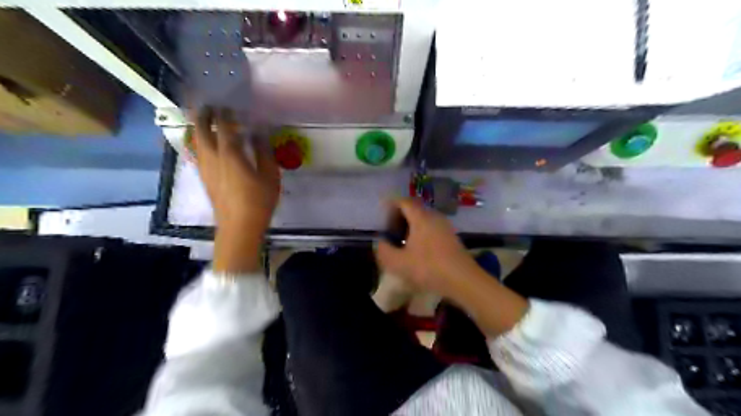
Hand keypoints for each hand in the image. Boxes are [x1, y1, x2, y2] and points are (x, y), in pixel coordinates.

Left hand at [191, 106, 279, 273]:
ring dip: (199, 127)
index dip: (226, 114)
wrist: (238, 226)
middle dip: (204, 115)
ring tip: (207, 120)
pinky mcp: (204, 177)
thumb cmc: (259, 201)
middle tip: (210, 106)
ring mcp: (205, 168)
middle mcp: (212, 157)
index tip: (230, 106)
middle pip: (201, 130)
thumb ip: (264, 151)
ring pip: (196, 141)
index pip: (224, 127)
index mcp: (230, 154)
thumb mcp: (269, 175)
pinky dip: (200, 141)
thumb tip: (259, 133)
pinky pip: (198, 152)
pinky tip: (207, 143)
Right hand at [377, 200, 479, 297]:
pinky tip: (418, 250)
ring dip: (411, 226)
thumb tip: (382, 242)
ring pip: (424, 219)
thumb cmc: (429, 268)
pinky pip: (433, 228)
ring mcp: (445, 226)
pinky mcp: (452, 237)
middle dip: (400, 216)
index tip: (383, 217)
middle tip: (391, 230)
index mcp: (421, 217)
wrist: (463, 280)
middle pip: (414, 209)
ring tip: (403, 241)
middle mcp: (434, 217)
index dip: (391, 206)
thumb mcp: (399, 263)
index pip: (404, 201)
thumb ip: (384, 251)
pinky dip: (422, 233)